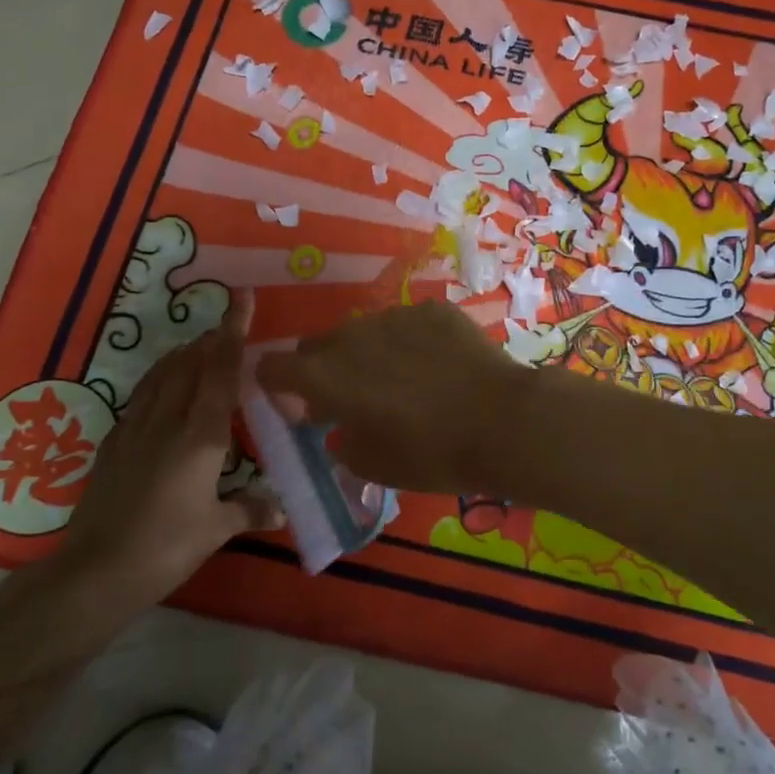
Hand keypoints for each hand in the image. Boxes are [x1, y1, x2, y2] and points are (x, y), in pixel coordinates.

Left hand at [53, 289, 279, 605]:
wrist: (96, 571)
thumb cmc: (166, 546)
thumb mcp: (216, 529)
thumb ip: (250, 509)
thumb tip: (280, 508)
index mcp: (200, 436)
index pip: (220, 372)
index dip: (233, 332)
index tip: (241, 298)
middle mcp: (167, 422)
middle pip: (189, 364)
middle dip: (209, 340)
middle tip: (227, 326)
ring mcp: (135, 430)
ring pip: (161, 376)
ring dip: (182, 356)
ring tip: (197, 347)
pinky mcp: (113, 446)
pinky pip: (141, 398)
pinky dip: (158, 382)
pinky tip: (161, 391)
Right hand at [256, 301, 532, 494]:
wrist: (502, 421)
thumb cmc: (430, 454)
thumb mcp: (372, 464)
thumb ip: (341, 439)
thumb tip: (341, 425)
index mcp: (325, 375)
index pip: (272, 367)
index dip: (277, 386)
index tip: (300, 406)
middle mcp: (351, 336)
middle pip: (318, 346)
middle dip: (323, 371)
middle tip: (352, 399)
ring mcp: (394, 316)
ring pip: (363, 332)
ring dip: (367, 354)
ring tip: (403, 382)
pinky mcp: (433, 310)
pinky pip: (405, 324)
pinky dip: (409, 342)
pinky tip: (437, 366)